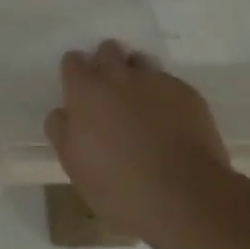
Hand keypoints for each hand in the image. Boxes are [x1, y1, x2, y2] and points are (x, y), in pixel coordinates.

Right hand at [44, 40, 232, 244]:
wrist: (184, 198)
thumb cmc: (118, 185)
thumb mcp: (72, 163)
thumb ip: (61, 129)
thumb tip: (63, 112)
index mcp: (85, 89)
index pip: (73, 61)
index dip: (76, 75)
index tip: (80, 92)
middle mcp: (118, 75)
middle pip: (108, 50)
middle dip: (107, 64)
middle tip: (111, 95)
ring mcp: (155, 81)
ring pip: (141, 62)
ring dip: (137, 76)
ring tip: (142, 106)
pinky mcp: (187, 94)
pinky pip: (170, 84)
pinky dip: (166, 98)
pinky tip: (171, 124)